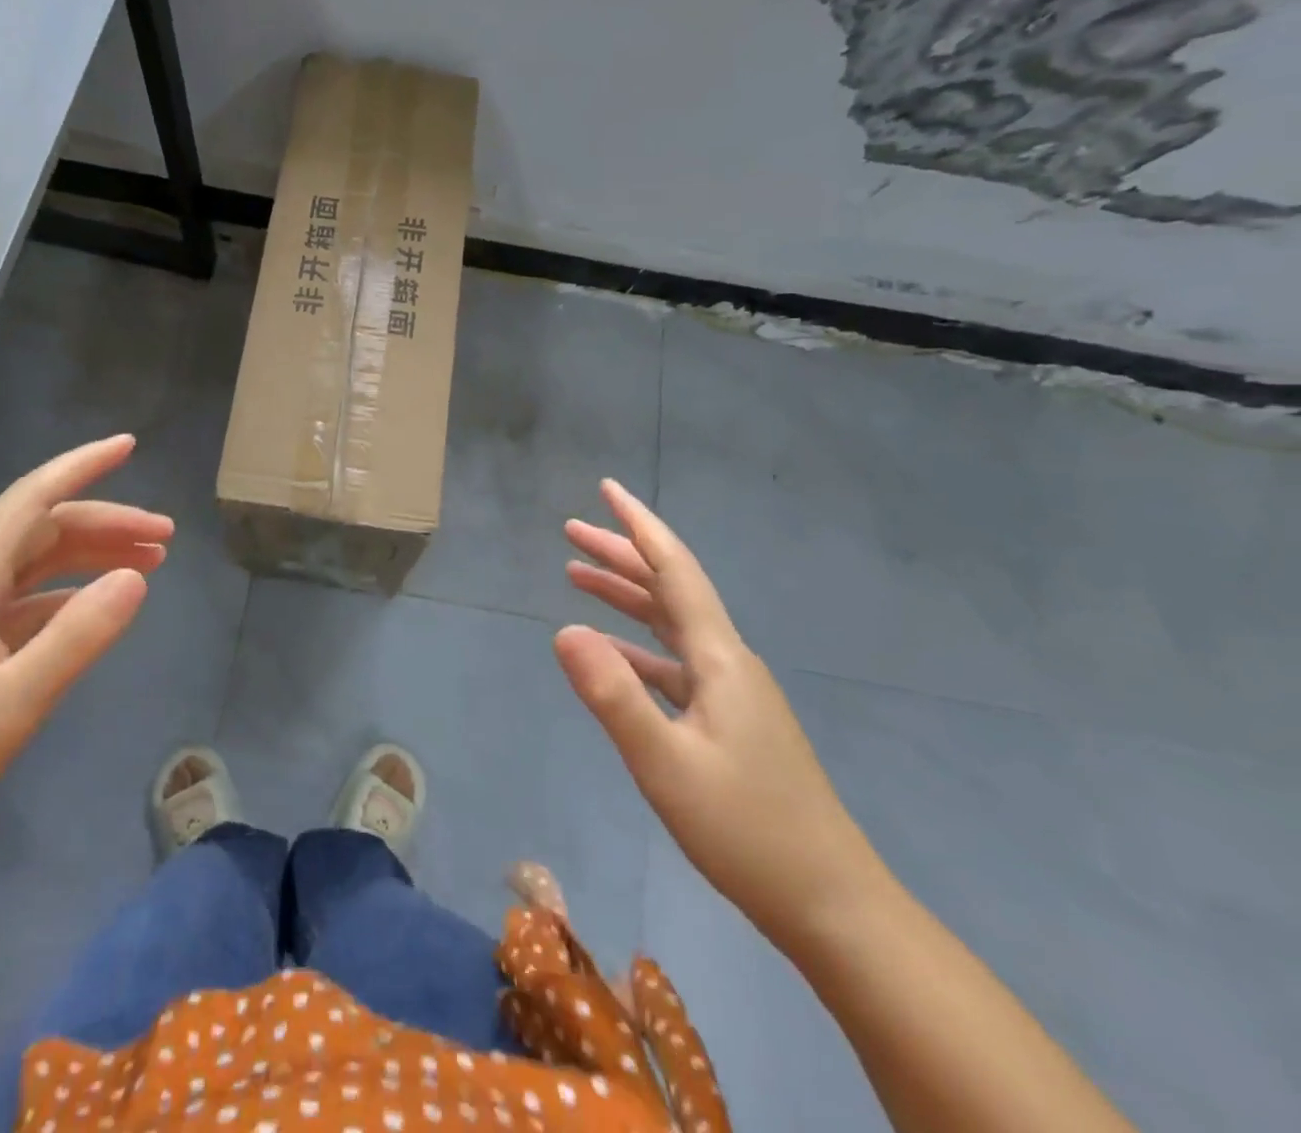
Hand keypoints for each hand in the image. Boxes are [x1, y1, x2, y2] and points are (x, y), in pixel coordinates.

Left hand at [0, 435, 170, 882]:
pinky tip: (96, 612)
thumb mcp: (13, 702)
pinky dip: (67, 598)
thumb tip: (138, 578)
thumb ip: (79, 635)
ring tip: (149, 566)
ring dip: (91, 558)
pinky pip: (24, 605)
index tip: (129, 445)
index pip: (32, 499)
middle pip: (43, 531)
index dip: (82, 466)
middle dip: (107, 523)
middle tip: (166, 538)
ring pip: (35, 566)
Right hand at [555, 480, 884, 949]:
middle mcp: (727, 663)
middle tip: (572, 530)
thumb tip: (562, 629)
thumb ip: (613, 695)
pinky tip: (609, 653)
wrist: (833, 906)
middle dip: (621, 554)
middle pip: (669, 589)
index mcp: (719, 659)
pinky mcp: (729, 723)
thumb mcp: (667, 764)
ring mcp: (731, 694)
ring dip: (625, 596)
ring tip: (576, 576)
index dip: (639, 526)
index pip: (674, 570)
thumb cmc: (748, 831)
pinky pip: (673, 663)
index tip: (607, 489)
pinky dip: (636, 647)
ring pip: (669, 624)